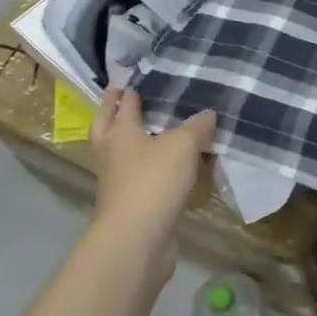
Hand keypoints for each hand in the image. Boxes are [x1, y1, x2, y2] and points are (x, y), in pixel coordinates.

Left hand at [90, 90, 215, 252]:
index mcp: (120, 132)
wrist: (136, 240)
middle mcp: (113, 153)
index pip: (123, 103)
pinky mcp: (132, 204)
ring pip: (124, 152)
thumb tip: (207, 113)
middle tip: (128, 96)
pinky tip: (173, 164)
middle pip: (109, 126)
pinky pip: (143, 176)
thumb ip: (196, 126)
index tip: (138, 75)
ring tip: (158, 128)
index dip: (129, 88)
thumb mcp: (182, 145)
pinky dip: (154, 166)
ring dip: (135, 139)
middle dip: (116, 111)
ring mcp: (119, 181)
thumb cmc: (153, 181)